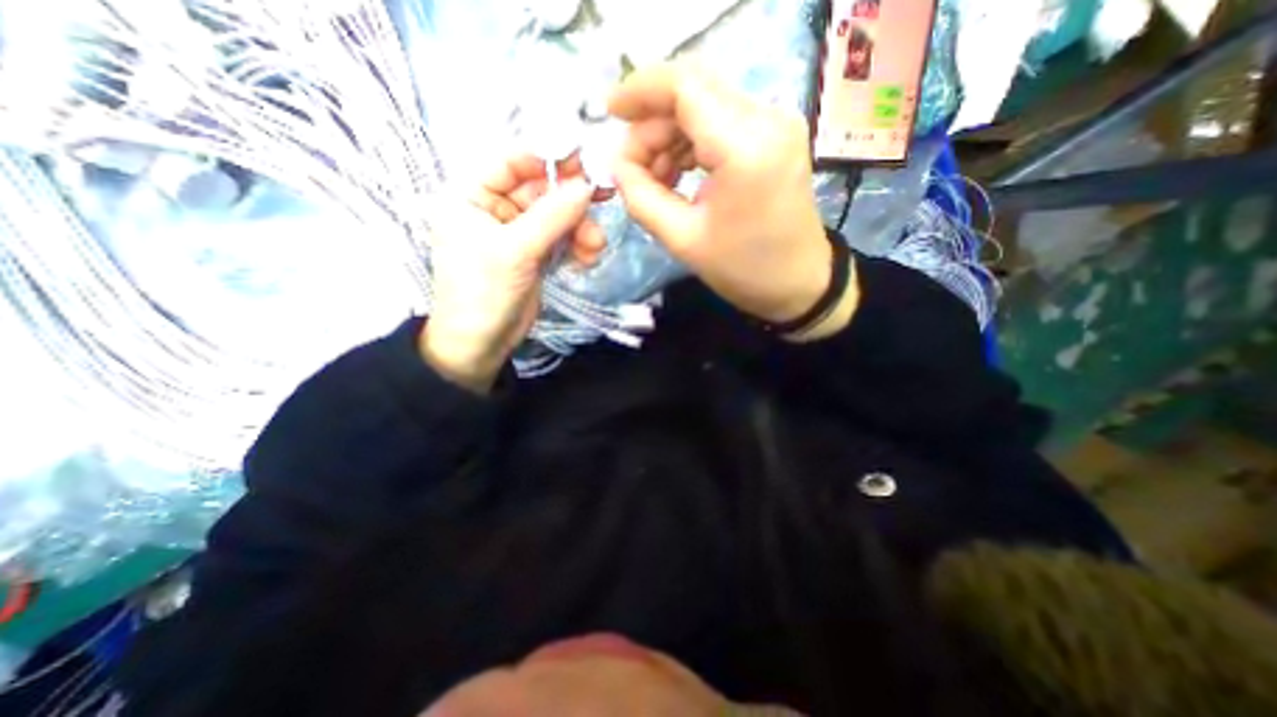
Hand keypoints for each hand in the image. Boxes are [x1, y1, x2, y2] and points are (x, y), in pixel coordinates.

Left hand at [420, 155, 597, 395]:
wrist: (482, 344)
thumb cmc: (483, 292)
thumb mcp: (514, 250)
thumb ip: (552, 216)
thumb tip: (588, 186)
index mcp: (472, 195)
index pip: (512, 162)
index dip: (548, 160)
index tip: (585, 166)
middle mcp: (496, 209)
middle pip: (541, 191)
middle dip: (572, 203)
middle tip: (604, 203)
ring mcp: (519, 234)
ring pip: (557, 218)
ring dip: (580, 229)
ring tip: (595, 247)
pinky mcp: (536, 255)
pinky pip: (562, 240)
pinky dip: (577, 247)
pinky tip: (587, 259)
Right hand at [606, 62, 857, 337]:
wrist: (798, 282)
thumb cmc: (743, 270)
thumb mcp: (683, 241)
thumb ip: (641, 198)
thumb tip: (618, 166)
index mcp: (745, 149)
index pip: (684, 87)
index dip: (640, 92)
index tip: (610, 114)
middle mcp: (767, 120)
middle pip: (693, 91)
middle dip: (652, 124)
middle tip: (632, 168)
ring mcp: (776, 123)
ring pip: (706, 104)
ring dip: (670, 135)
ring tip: (655, 180)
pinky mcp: (776, 135)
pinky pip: (723, 121)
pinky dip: (692, 141)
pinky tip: (678, 173)